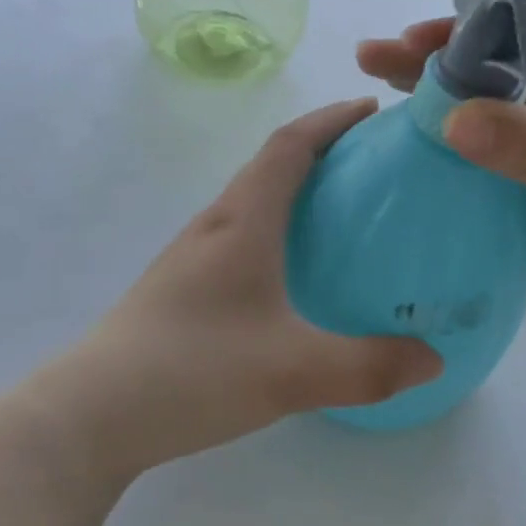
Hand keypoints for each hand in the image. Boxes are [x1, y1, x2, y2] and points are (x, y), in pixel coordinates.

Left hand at [38, 100, 441, 481]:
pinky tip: (292, 273)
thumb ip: (369, 366)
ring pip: (253, 200)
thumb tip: (435, 359)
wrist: (89, 415)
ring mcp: (191, 256)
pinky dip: (276, 227)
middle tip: (373, 164)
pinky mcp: (181, 287)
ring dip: (296, 188)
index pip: (290, 145)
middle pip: (271, 165)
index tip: (372, 111)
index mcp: (243, 221)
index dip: (332, 120)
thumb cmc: (192, 370)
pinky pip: (240, 235)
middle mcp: (215, 225)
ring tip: (342, 212)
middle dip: (322, 149)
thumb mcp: (292, 372)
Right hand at [357, 19, 525, 355]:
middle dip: (439, 65)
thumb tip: (449, 116)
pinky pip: (496, 167)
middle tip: (371, 60)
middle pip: (500, 74)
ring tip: (377, 100)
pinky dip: (458, 158)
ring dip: (441, 110)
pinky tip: (416, 153)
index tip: (413, 39)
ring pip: (493, 120)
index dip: (471, 30)